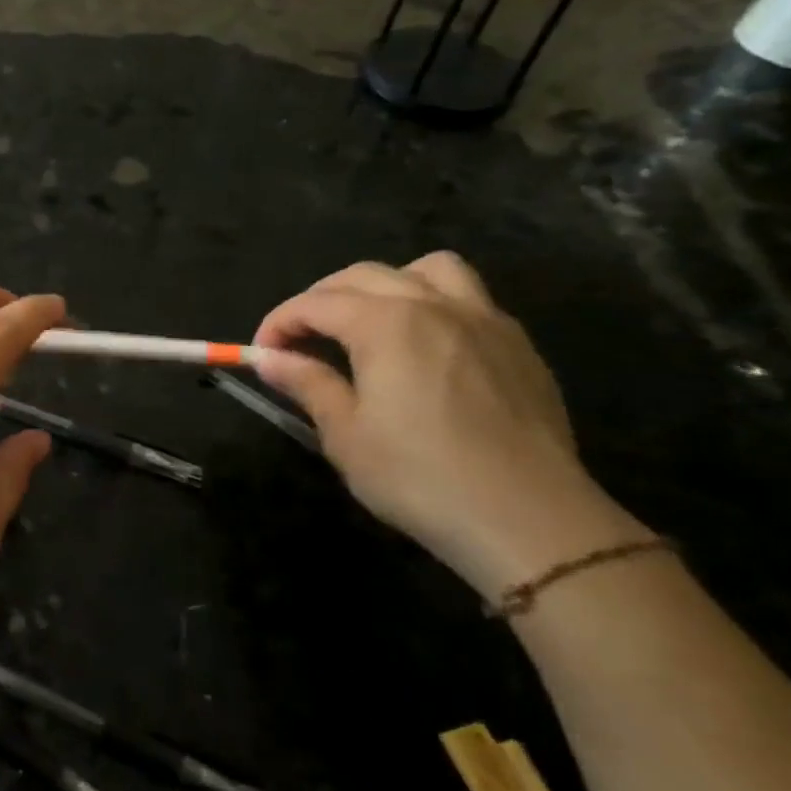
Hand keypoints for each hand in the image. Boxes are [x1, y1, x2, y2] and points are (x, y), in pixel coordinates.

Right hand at [252, 252, 646, 600]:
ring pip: (428, 270)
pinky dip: (432, 306)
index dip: (279, 323)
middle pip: (363, 276)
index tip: (261, 354)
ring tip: (368, 323)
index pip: (315, 303)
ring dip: (386, 285)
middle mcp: (435, 306)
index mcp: (386, 324)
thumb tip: (269, 359)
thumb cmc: (419, 477)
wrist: (529, 520)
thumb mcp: (345, 435)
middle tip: (301, 338)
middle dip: (320, 299)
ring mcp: (485, 321)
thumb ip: (307, 383)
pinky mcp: (518, 346)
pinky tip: (424, 349)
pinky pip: (469, 299)